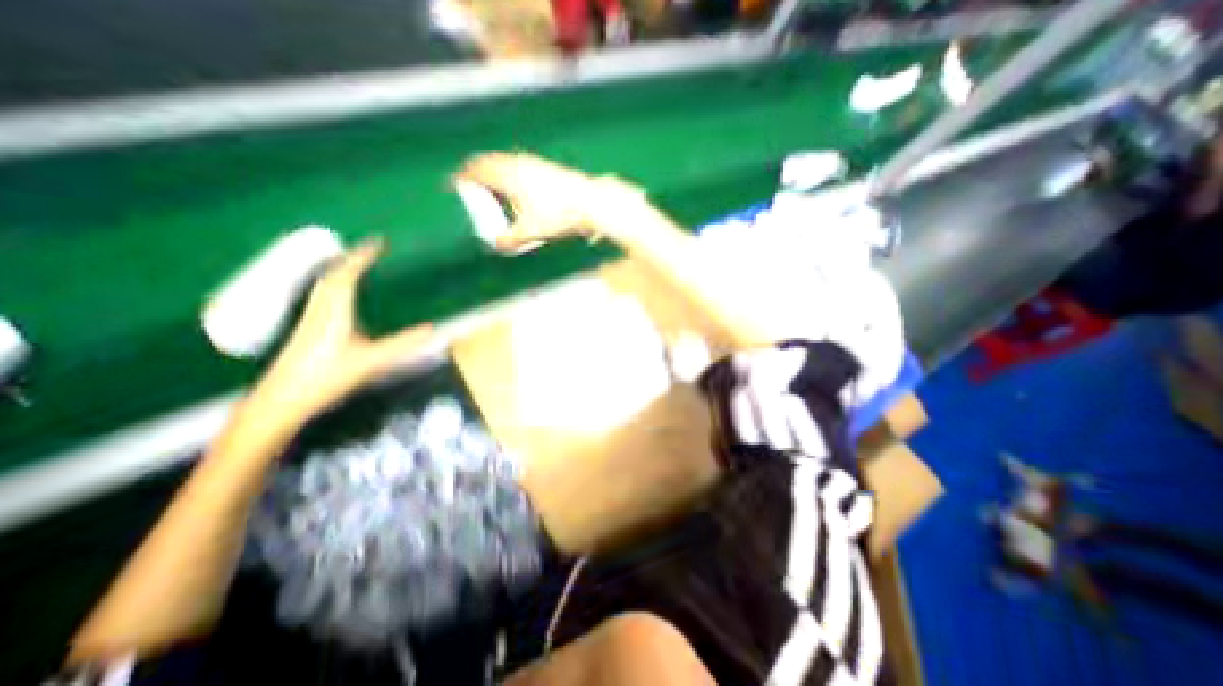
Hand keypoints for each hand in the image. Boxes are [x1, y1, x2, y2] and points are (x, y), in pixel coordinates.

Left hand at [246, 240, 433, 428]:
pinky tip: (343, 295)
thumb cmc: (326, 378)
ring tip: (360, 265)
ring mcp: (310, 318)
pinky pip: (322, 296)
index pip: (347, 275)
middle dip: (352, 258)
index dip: (362, 256)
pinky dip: (335, 285)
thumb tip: (432, 329)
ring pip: (324, 285)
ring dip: (342, 270)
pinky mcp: (307, 328)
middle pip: (332, 275)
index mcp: (334, 311)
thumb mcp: (371, 361)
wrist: (281, 400)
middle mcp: (320, 309)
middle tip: (372, 251)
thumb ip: (402, 344)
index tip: (379, 242)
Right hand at [454, 150, 644, 251]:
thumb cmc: (559, 215)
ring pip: (505, 162)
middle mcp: (519, 164)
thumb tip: (498, 245)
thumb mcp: (531, 232)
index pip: (476, 170)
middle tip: (468, 182)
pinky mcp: (546, 167)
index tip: (453, 184)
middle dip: (476, 172)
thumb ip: (510, 240)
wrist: (590, 201)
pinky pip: (519, 165)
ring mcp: (534, 163)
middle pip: (489, 162)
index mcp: (508, 176)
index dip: (462, 177)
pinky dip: (510, 172)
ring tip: (491, 185)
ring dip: (494, 171)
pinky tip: (518, 185)